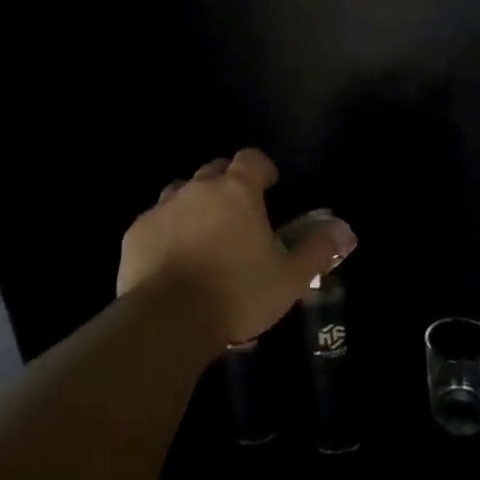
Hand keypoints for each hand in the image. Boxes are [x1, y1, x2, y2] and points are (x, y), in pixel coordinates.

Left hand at [118, 149, 356, 351]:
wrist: (168, 320)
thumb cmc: (238, 294)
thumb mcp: (290, 278)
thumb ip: (318, 249)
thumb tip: (344, 230)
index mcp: (237, 191)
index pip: (251, 159)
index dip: (262, 169)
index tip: (270, 186)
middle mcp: (198, 189)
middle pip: (214, 171)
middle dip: (228, 184)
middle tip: (239, 214)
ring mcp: (162, 208)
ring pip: (181, 192)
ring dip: (195, 204)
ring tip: (204, 235)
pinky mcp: (136, 232)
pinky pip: (155, 221)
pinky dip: (167, 230)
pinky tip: (173, 258)